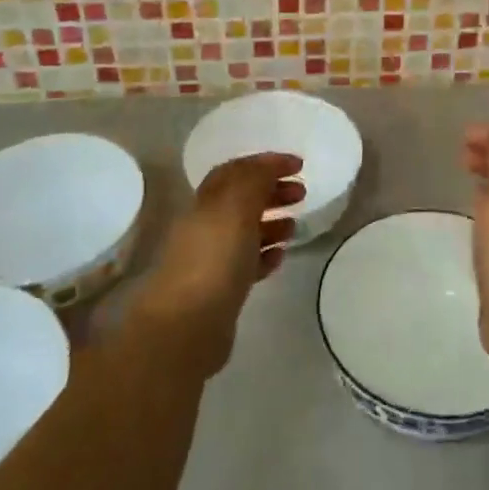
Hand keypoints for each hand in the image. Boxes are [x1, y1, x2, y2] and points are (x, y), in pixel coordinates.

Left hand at [136, 152, 303, 372]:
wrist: (187, 326)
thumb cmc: (214, 259)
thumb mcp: (237, 207)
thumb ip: (255, 180)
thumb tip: (270, 165)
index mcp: (207, 202)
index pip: (236, 171)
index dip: (266, 163)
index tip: (298, 164)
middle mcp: (206, 226)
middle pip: (241, 199)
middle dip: (272, 191)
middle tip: (302, 192)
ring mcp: (212, 259)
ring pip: (245, 232)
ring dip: (271, 222)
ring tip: (295, 225)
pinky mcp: (221, 290)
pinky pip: (247, 264)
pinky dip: (265, 255)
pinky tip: (280, 257)